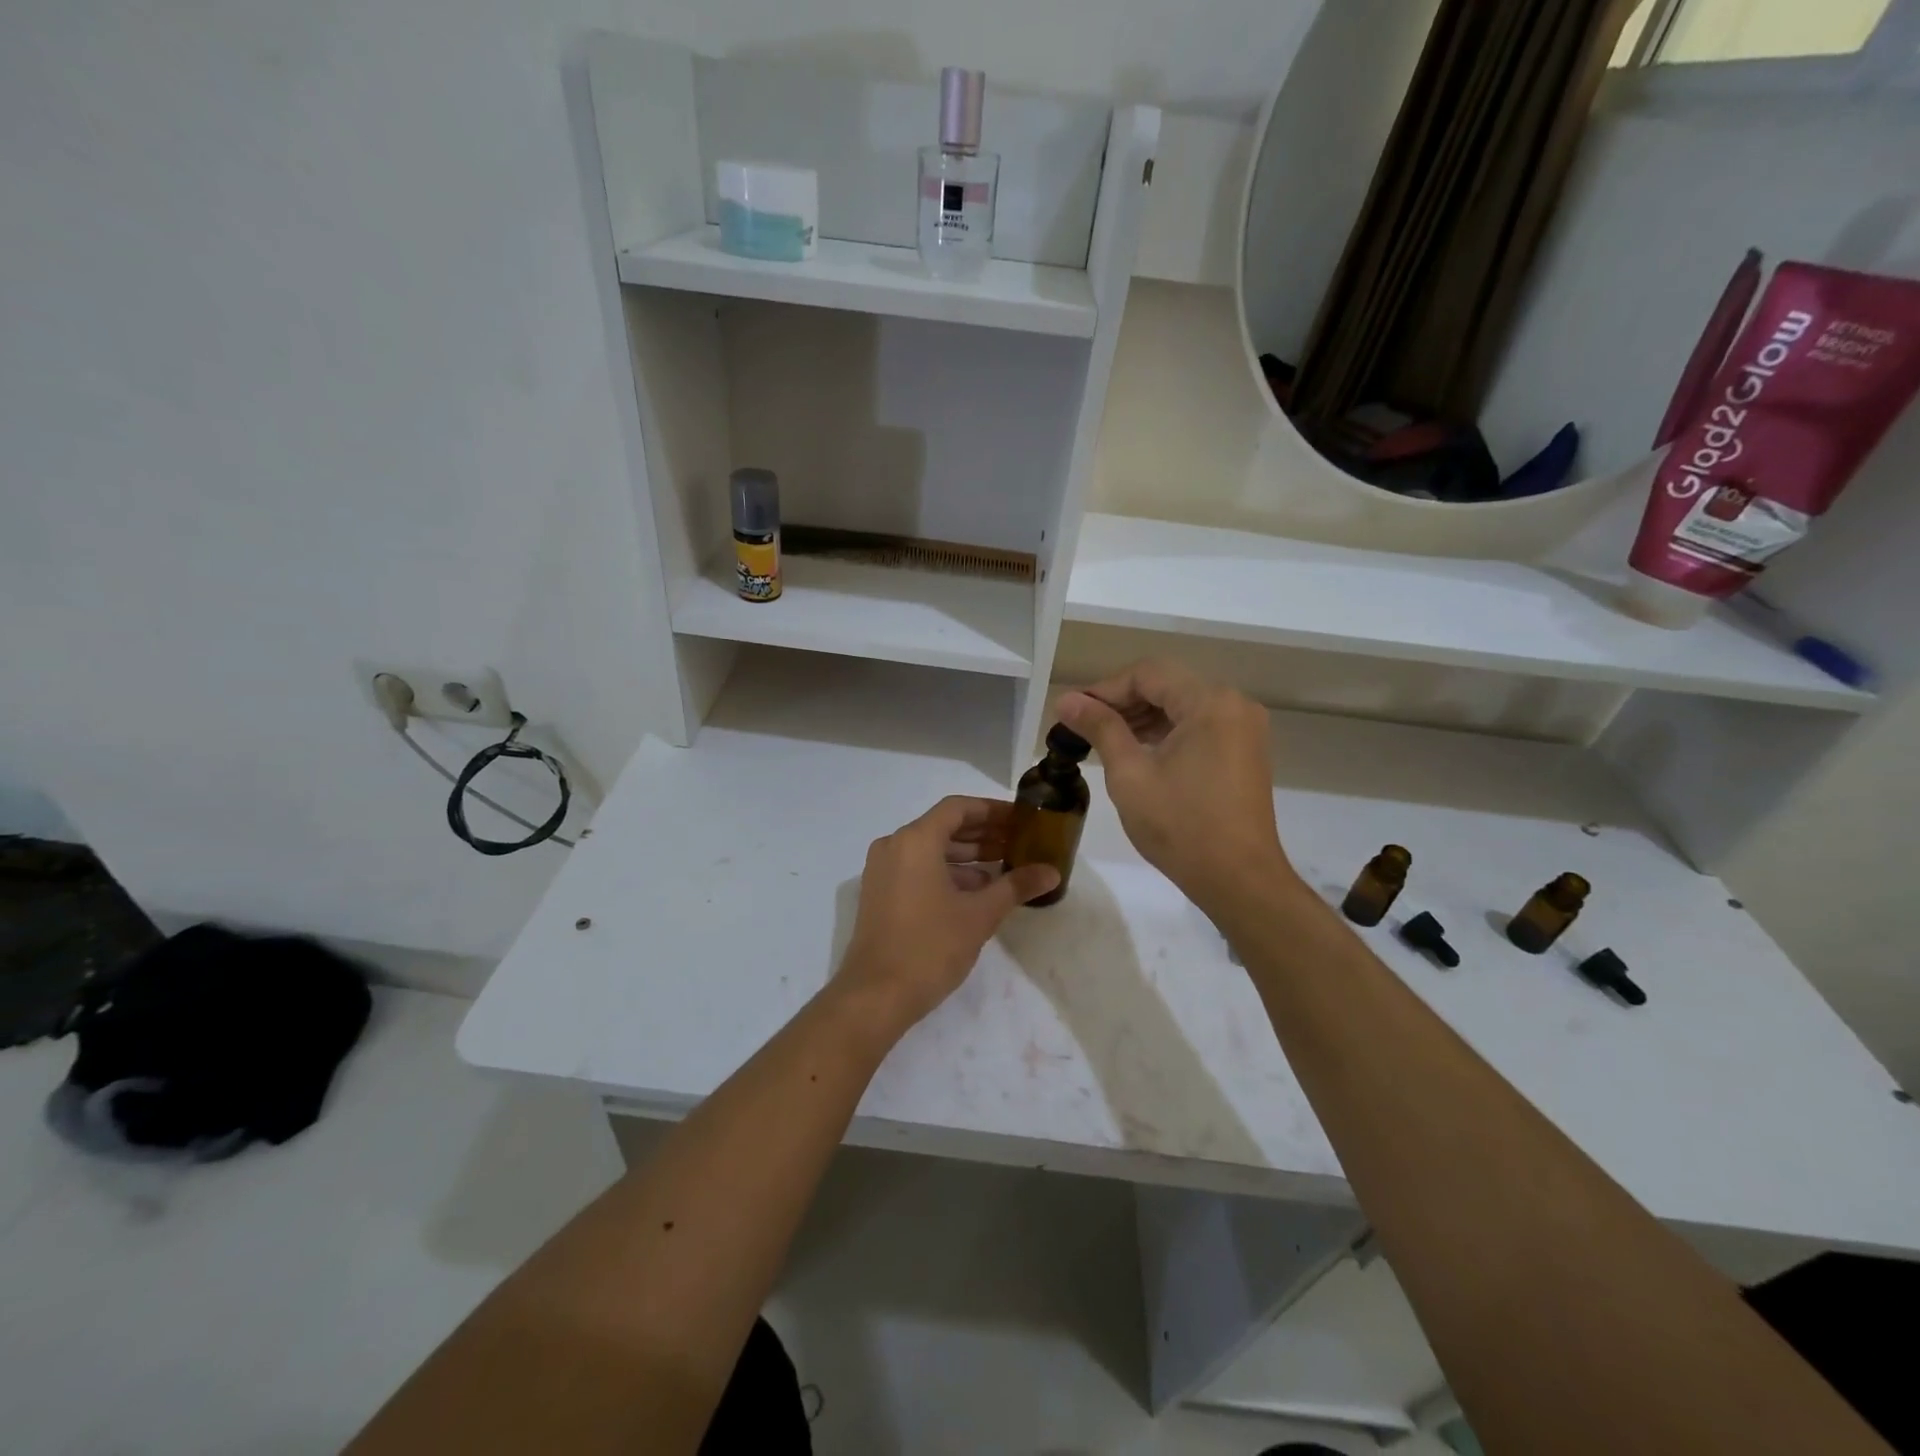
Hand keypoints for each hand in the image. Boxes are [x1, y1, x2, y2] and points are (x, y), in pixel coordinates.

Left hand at [834, 796, 1059, 1036]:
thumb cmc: (930, 947)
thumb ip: (1016, 886)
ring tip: (1005, 867)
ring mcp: (882, 870)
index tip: (1021, 819)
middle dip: (983, 833)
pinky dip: (946, 872)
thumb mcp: (980, 915)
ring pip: (931, 849)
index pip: (958, 808)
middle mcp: (894, 846)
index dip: (992, 810)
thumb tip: (1052, 871)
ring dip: (967, 855)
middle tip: (1020, 842)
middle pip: (944, 826)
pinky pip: (917, 868)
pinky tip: (977, 890)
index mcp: (915, 840)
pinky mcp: (880, 893)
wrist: (876, 995)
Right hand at [1055, 660, 1292, 912]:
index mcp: (1210, 703)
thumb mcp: (1130, 774)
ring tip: (1104, 739)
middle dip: (1123, 701)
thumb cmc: (1180, 826)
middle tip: (1083, 725)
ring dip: (1143, 717)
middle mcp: (1234, 705)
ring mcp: (1244, 728)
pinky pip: (1199, 726)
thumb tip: (1067, 700)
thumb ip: (1100, 728)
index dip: (1105, 689)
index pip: (1148, 674)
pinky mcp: (1245, 751)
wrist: (1238, 879)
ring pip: (1183, 705)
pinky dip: (1167, 732)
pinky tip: (1138, 751)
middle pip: (1168, 685)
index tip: (1073, 711)